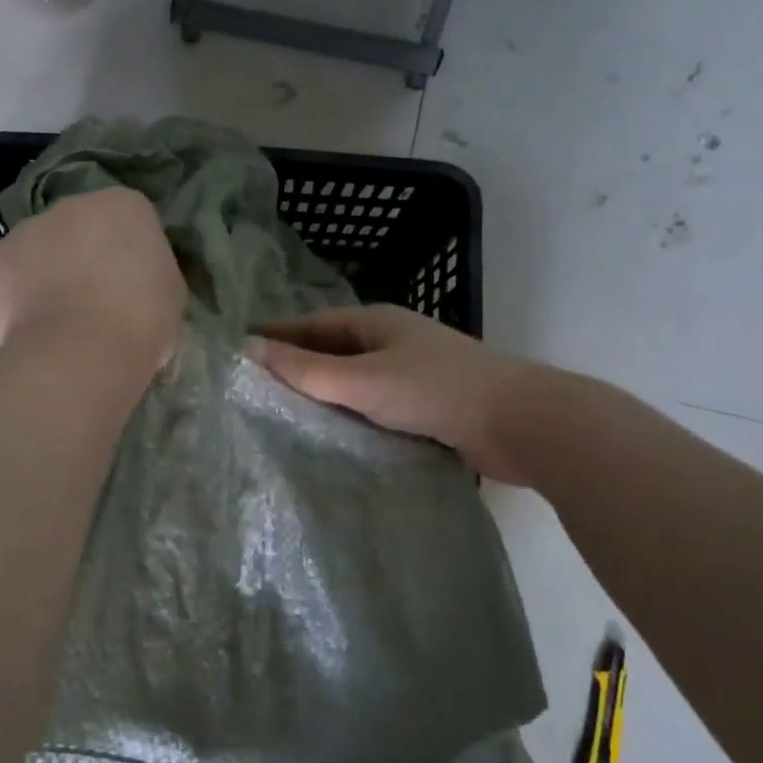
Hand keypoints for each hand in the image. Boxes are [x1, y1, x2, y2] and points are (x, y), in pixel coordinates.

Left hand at [0, 187, 186, 375]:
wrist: (81, 352)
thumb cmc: (141, 321)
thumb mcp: (170, 293)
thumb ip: (150, 274)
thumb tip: (136, 285)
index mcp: (125, 205)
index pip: (130, 220)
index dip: (132, 253)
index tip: (135, 286)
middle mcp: (71, 206)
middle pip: (80, 228)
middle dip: (85, 256)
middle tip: (97, 301)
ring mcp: (25, 232)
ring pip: (39, 250)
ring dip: (48, 274)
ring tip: (60, 322)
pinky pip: (9, 280)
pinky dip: (17, 300)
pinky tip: (32, 331)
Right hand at [248, 304, 525, 477]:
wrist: (520, 423)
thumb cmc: (434, 391)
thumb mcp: (362, 379)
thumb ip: (306, 369)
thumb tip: (249, 348)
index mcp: (376, 323)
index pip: (314, 325)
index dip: (279, 335)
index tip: (242, 350)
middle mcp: (393, 342)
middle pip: (334, 352)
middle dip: (299, 367)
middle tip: (255, 390)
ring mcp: (414, 375)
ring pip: (356, 383)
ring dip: (326, 397)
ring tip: (284, 418)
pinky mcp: (429, 407)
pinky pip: (377, 408)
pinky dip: (353, 418)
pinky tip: (334, 439)